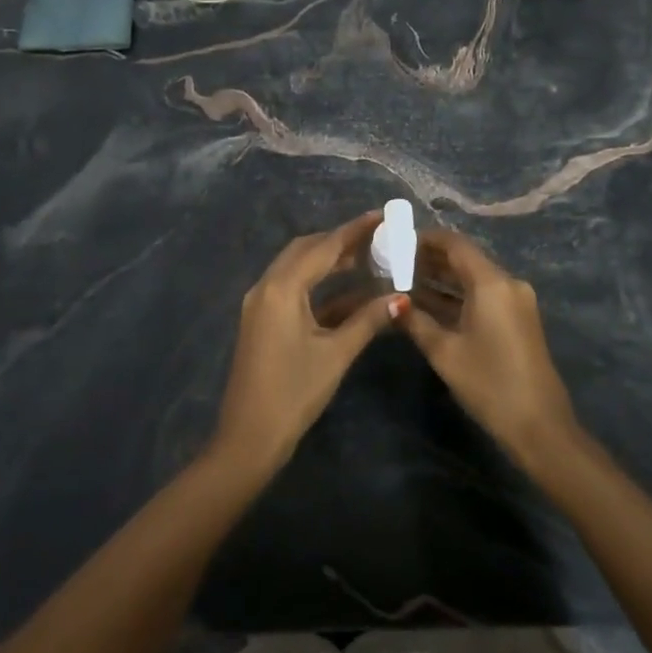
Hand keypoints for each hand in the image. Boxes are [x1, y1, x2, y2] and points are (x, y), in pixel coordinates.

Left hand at [213, 212, 408, 475]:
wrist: (249, 437)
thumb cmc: (294, 393)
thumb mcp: (335, 354)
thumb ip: (368, 320)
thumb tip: (402, 298)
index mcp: (281, 288)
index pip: (323, 248)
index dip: (354, 231)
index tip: (382, 215)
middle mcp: (265, 287)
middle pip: (305, 251)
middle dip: (340, 242)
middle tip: (377, 238)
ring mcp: (260, 304)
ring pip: (297, 269)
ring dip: (329, 262)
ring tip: (368, 258)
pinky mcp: (261, 321)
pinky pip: (292, 290)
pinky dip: (318, 286)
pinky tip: (349, 294)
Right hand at [397, 229, 578, 465]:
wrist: (539, 425)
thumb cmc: (489, 383)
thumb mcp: (444, 352)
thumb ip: (415, 321)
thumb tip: (392, 302)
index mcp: (492, 283)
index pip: (455, 244)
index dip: (424, 240)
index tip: (395, 242)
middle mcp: (507, 283)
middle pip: (464, 259)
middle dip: (429, 260)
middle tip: (393, 263)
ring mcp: (516, 301)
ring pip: (473, 279)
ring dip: (442, 279)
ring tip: (403, 281)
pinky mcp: (517, 319)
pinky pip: (483, 296)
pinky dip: (457, 296)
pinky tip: (428, 304)